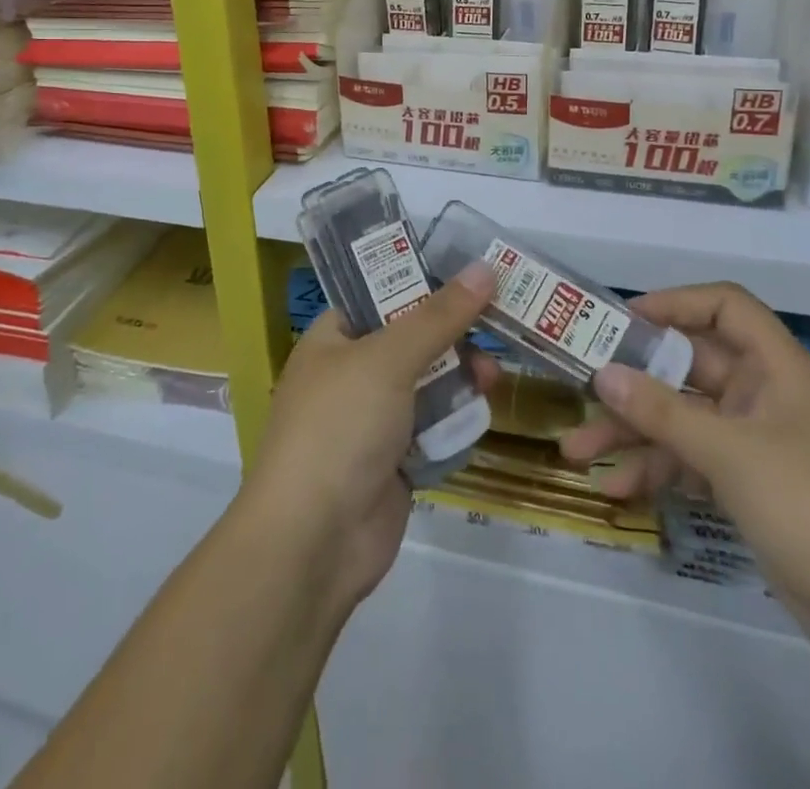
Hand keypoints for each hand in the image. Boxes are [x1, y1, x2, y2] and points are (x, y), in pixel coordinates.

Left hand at [242, 261, 499, 613]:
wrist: (314, 541)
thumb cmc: (340, 427)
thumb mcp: (388, 358)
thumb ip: (439, 316)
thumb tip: (483, 268)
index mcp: (333, 339)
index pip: (380, 295)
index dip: (423, 282)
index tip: (471, 273)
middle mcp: (350, 374)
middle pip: (410, 340)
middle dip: (452, 336)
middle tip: (495, 327)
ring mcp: (371, 421)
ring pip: (426, 385)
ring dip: (460, 378)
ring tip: (493, 377)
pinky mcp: (393, 462)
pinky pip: (432, 429)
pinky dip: (454, 422)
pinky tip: (481, 414)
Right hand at [561, 284, 809, 671]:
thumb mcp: (732, 454)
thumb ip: (662, 411)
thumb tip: (602, 374)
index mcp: (779, 370)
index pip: (726, 308)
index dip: (675, 304)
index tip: (622, 320)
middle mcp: (768, 399)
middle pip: (690, 370)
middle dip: (633, 383)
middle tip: (578, 388)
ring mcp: (761, 448)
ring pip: (685, 422)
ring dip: (633, 435)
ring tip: (576, 453)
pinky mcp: (755, 493)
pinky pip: (696, 466)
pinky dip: (659, 474)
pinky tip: (617, 491)